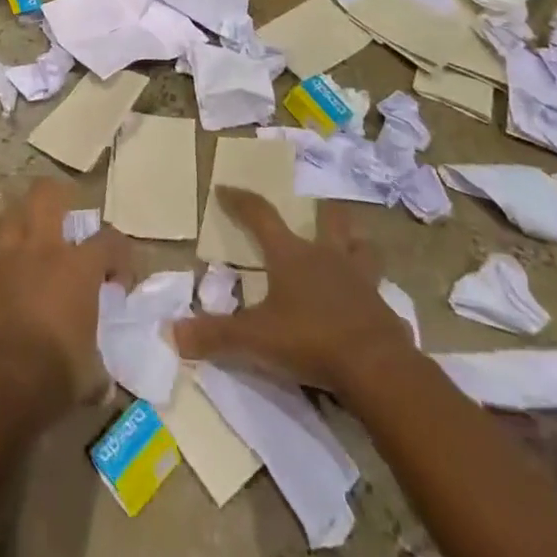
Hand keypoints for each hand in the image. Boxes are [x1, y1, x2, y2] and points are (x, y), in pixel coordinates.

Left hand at [0, 179, 130, 417]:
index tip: (118, 280)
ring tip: (29, 242)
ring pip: (9, 217)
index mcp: (77, 267)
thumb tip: (102, 382)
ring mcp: (4, 259)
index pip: (109, 241)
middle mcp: (41, 249)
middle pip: (46, 195)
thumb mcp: (91, 374)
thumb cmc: (55, 374)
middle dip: (57, 196)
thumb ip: (98, 364)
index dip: (120, 255)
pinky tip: (2, 285)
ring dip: (21, 223)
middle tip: (64, 218)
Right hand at [172, 188, 413, 392]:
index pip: (260, 214)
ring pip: (364, 249)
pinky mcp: (384, 309)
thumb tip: (173, 333)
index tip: (225, 188)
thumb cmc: (310, 340)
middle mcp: (327, 257)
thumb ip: (215, 335)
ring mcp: (361, 280)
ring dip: (357, 245)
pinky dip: (371, 295)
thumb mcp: (255, 340)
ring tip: (352, 248)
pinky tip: (366, 308)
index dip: (240, 200)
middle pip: (330, 220)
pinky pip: (378, 293)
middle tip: (319, 209)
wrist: (377, 368)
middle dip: (323, 211)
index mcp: (291, 255)